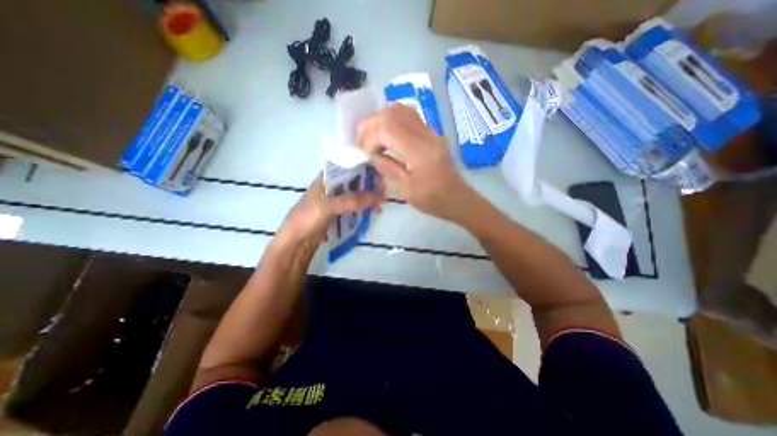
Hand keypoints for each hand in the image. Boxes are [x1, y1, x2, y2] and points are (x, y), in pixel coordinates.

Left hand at [275, 174, 385, 248]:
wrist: (296, 240)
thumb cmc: (307, 218)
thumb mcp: (327, 206)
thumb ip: (351, 200)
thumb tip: (378, 197)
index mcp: (328, 177)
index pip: (351, 165)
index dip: (367, 169)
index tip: (380, 178)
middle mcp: (335, 184)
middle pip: (357, 179)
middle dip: (371, 185)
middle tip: (382, 195)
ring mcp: (338, 198)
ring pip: (358, 192)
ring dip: (370, 197)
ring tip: (379, 206)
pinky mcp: (341, 210)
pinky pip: (356, 205)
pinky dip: (366, 207)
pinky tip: (373, 212)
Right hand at [360, 104, 480, 222]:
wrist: (457, 198)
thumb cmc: (433, 199)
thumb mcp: (407, 190)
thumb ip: (388, 168)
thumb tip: (371, 156)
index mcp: (420, 152)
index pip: (387, 129)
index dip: (369, 138)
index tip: (364, 154)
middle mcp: (425, 135)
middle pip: (391, 115)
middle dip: (370, 126)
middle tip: (363, 144)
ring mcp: (430, 132)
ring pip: (400, 111)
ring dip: (380, 120)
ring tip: (372, 138)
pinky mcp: (430, 133)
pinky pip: (408, 116)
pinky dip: (392, 120)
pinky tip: (386, 134)